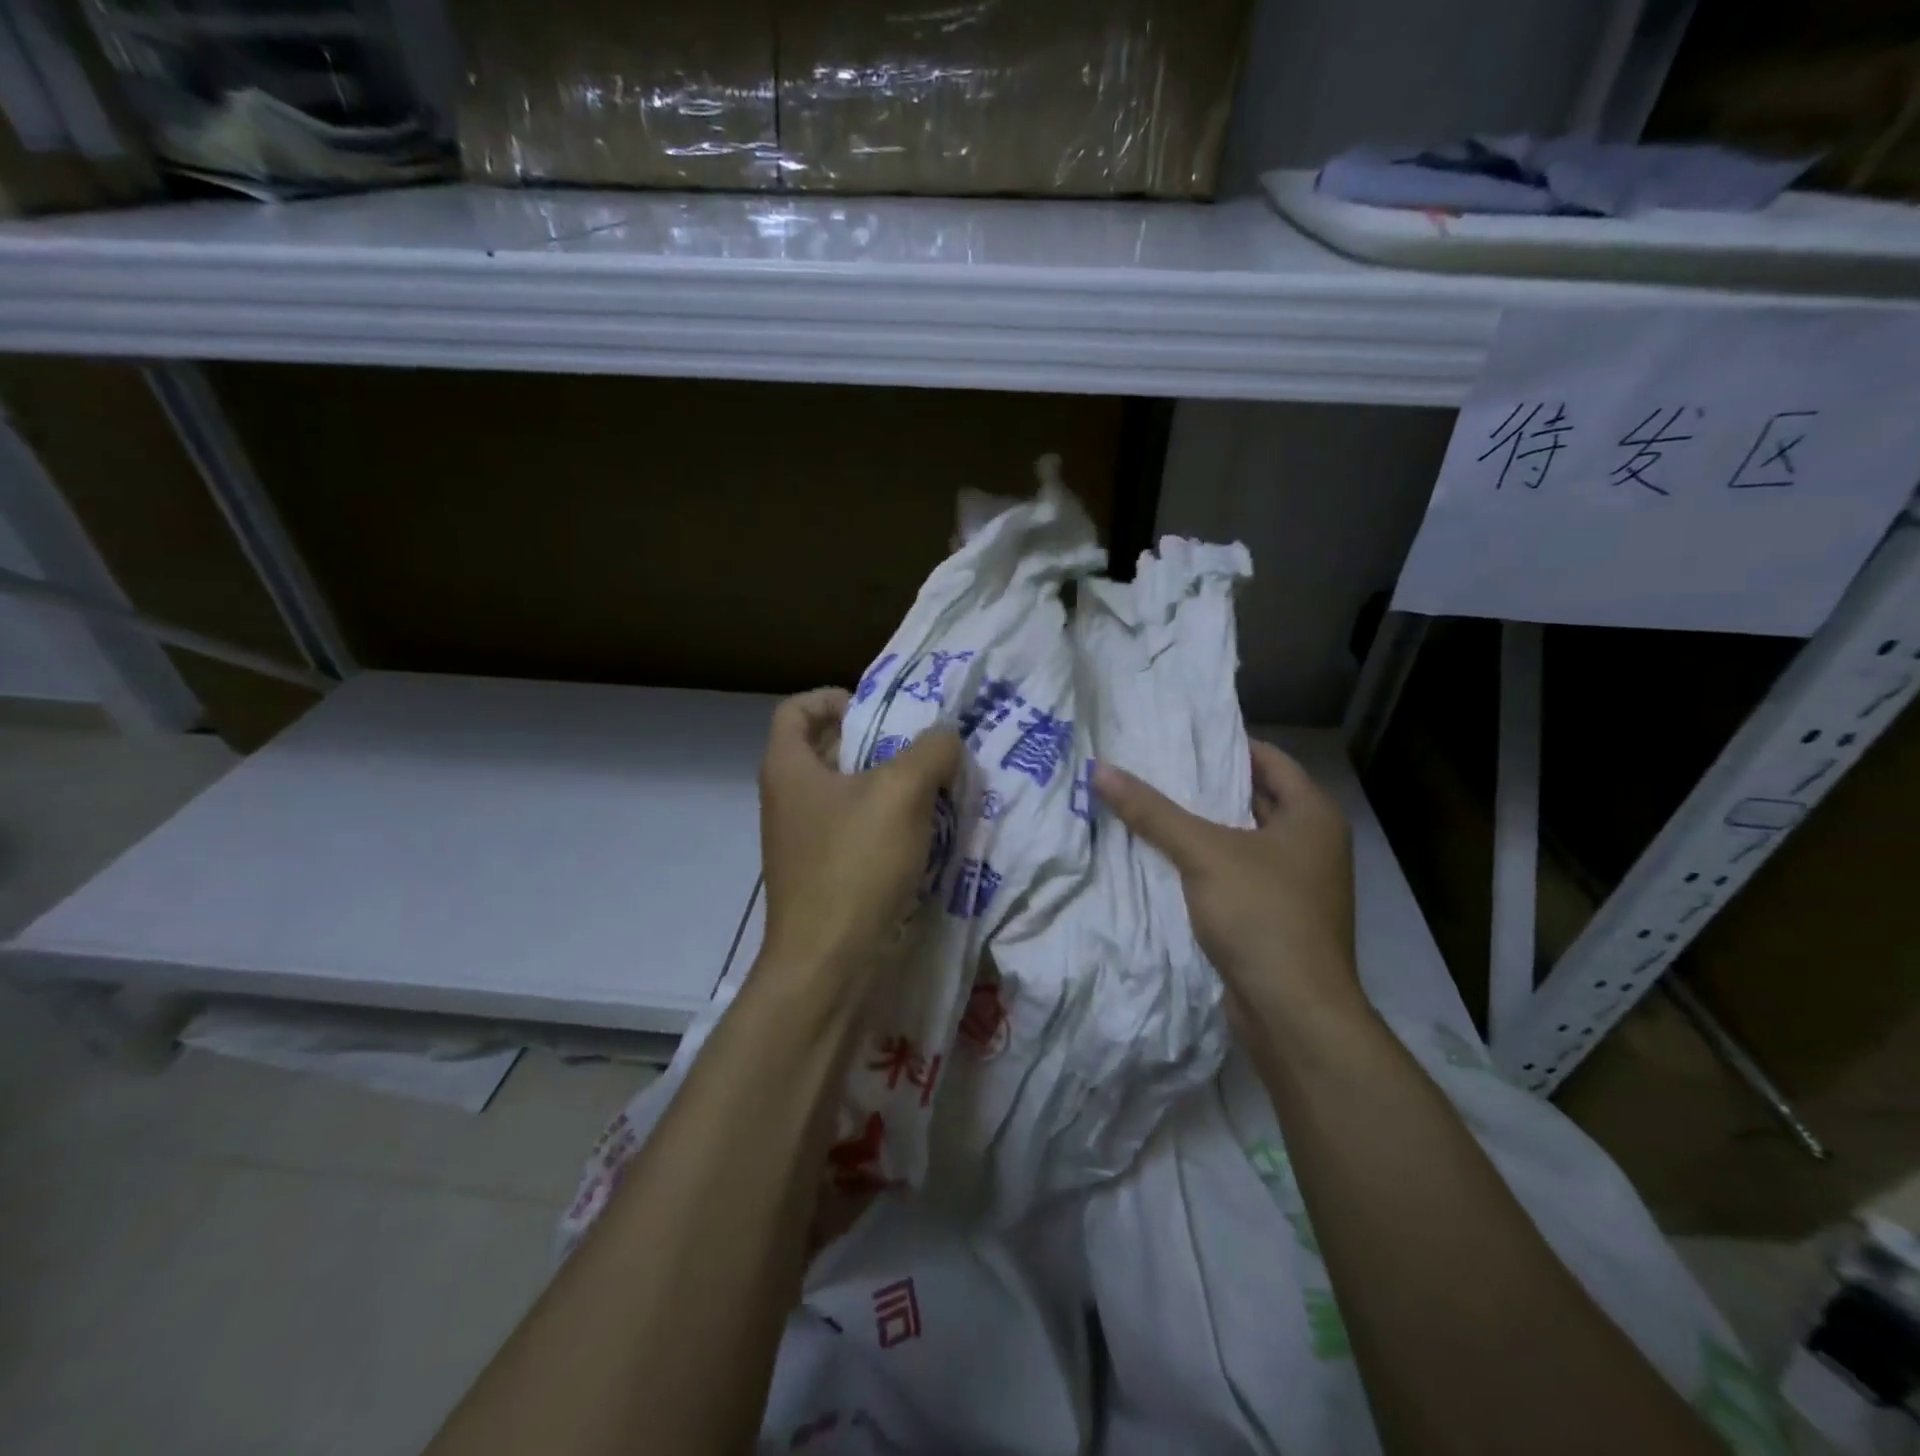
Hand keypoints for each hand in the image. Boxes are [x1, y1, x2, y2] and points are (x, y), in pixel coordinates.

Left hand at [757, 688, 963, 984]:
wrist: (829, 965)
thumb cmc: (855, 865)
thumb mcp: (902, 792)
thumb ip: (931, 751)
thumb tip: (945, 740)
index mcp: (789, 768)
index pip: (797, 709)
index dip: (836, 698)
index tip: (881, 711)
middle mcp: (788, 799)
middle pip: (828, 749)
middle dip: (878, 741)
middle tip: (923, 746)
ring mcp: (804, 841)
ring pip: (848, 793)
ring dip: (890, 785)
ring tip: (935, 788)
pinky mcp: (824, 874)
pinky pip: (857, 831)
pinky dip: (888, 824)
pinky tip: (925, 834)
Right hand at [1093, 741, 1364, 1035]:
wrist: (1294, 1013)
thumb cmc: (1261, 915)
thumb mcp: (1203, 853)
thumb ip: (1152, 811)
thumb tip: (1100, 770)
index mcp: (1312, 816)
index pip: (1268, 758)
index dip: (1224, 743)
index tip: (1177, 735)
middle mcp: (1311, 843)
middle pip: (1254, 797)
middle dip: (1206, 784)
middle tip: (1153, 766)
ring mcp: (1296, 883)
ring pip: (1242, 838)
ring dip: (1202, 825)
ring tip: (1150, 804)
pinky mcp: (1277, 916)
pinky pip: (1237, 873)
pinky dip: (1206, 862)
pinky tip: (1165, 857)